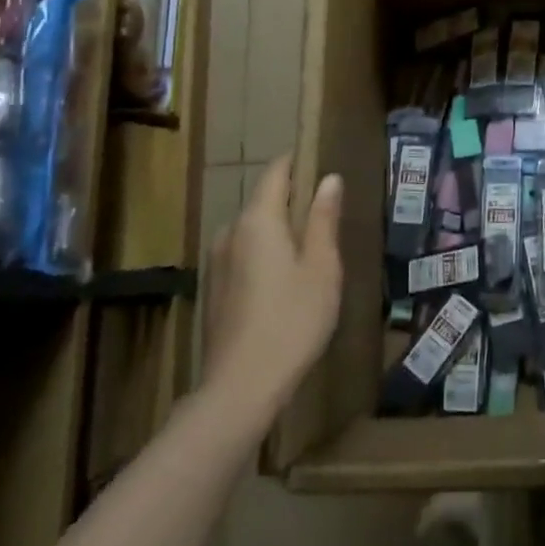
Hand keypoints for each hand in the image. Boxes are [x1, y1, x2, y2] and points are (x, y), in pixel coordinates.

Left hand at [202, 157, 343, 413]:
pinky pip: (245, 253)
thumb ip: (323, 219)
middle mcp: (231, 232)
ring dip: (280, 229)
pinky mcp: (216, 288)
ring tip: (313, 247)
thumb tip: (329, 179)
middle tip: (328, 211)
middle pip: (264, 200)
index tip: (323, 159)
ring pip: (254, 230)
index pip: (276, 172)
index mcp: (257, 220)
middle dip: (294, 199)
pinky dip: (267, 253)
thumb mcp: (321, 266)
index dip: (298, 161)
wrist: (241, 386)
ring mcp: (218, 261)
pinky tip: (287, 279)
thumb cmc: (293, 320)